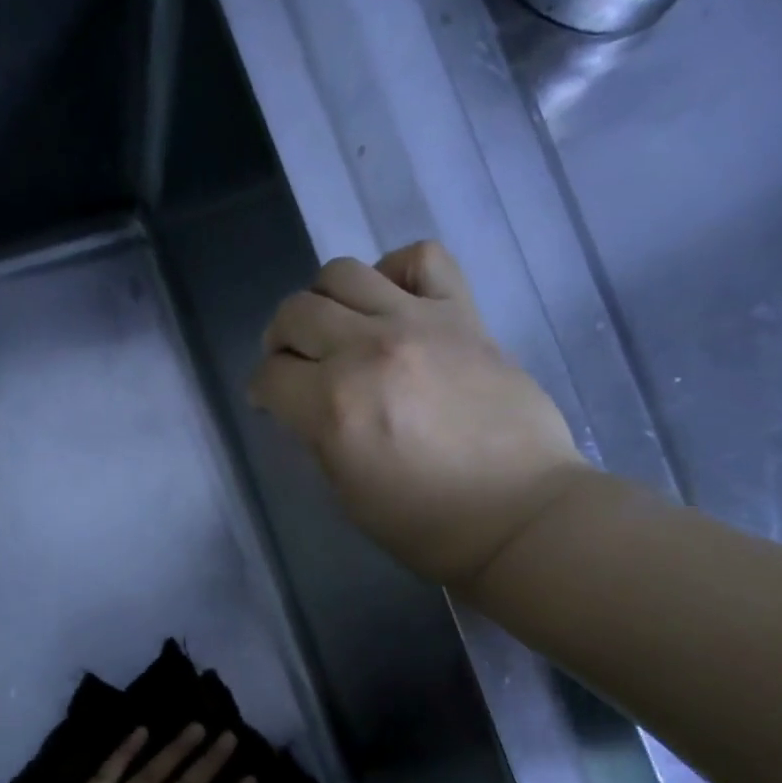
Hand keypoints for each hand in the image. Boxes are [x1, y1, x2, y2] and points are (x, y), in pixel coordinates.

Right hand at [248, 240, 590, 587]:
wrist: (519, 512)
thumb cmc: (427, 524)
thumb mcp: (348, 494)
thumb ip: (319, 438)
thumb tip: (307, 406)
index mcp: (334, 405)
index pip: (270, 375)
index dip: (262, 390)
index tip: (270, 402)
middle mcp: (367, 350)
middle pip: (295, 312)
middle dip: (280, 341)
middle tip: (294, 365)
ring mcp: (418, 323)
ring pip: (343, 273)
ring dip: (323, 300)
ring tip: (337, 327)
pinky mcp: (463, 314)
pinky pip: (422, 258)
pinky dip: (395, 270)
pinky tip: (392, 300)